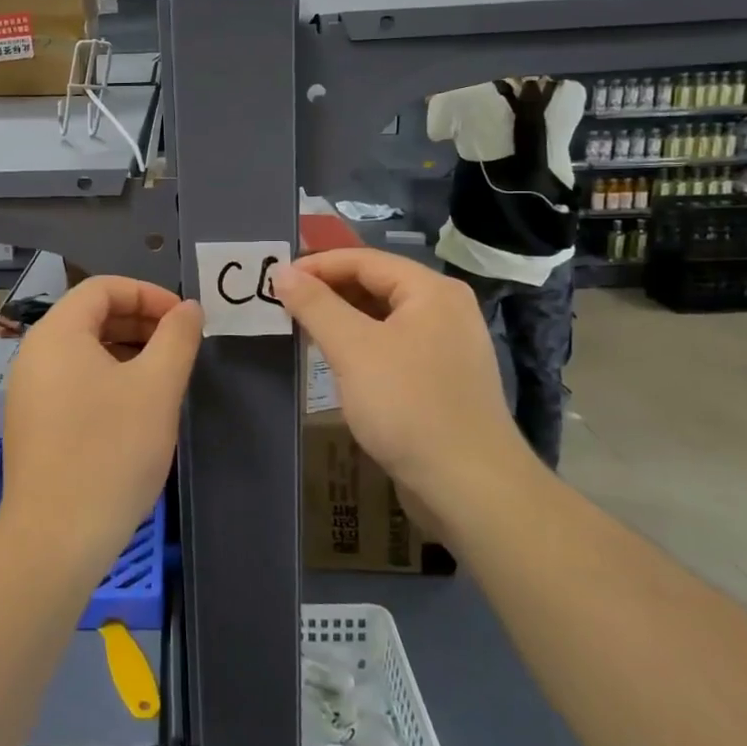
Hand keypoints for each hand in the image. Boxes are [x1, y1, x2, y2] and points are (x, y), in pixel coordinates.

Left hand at [0, 277, 201, 568]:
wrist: (57, 536)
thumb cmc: (111, 450)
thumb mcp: (157, 387)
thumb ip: (177, 337)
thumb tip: (188, 308)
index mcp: (57, 333)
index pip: (103, 287)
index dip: (149, 294)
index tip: (184, 319)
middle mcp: (34, 353)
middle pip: (91, 316)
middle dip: (140, 322)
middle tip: (180, 345)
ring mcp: (28, 390)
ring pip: (84, 351)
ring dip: (127, 351)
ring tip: (165, 375)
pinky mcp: (33, 423)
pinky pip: (73, 381)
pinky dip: (108, 378)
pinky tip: (136, 407)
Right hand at [274, 250, 528, 497]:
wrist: (469, 485)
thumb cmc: (409, 405)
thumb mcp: (353, 349)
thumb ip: (315, 305)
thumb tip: (282, 272)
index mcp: (431, 291)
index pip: (364, 260)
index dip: (317, 266)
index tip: (276, 279)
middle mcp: (445, 310)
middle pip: (376, 285)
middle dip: (328, 292)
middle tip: (283, 304)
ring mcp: (447, 347)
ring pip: (383, 319)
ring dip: (342, 320)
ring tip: (301, 329)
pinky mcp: (442, 380)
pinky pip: (393, 347)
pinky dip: (361, 346)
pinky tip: (336, 362)